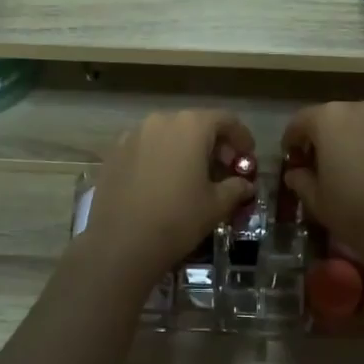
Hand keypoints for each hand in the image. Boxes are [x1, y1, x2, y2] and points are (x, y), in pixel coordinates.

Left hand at [82, 110, 256, 279]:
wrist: (121, 243)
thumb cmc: (178, 219)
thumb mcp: (216, 205)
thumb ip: (236, 187)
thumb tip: (245, 184)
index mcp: (191, 126)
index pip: (225, 120)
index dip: (241, 136)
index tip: (248, 157)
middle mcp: (161, 120)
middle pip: (196, 124)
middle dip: (213, 143)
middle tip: (223, 169)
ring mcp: (134, 134)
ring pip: (169, 134)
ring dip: (185, 149)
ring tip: (192, 176)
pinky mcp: (115, 152)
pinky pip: (146, 146)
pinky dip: (160, 156)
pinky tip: (163, 182)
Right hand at [280, 101, 363, 275]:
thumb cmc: (357, 212)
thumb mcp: (317, 201)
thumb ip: (301, 180)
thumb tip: (296, 173)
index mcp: (330, 119)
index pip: (300, 122)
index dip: (291, 142)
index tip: (291, 161)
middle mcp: (360, 109)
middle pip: (331, 119)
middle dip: (321, 140)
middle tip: (317, 167)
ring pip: (358, 126)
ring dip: (347, 143)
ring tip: (346, 172)